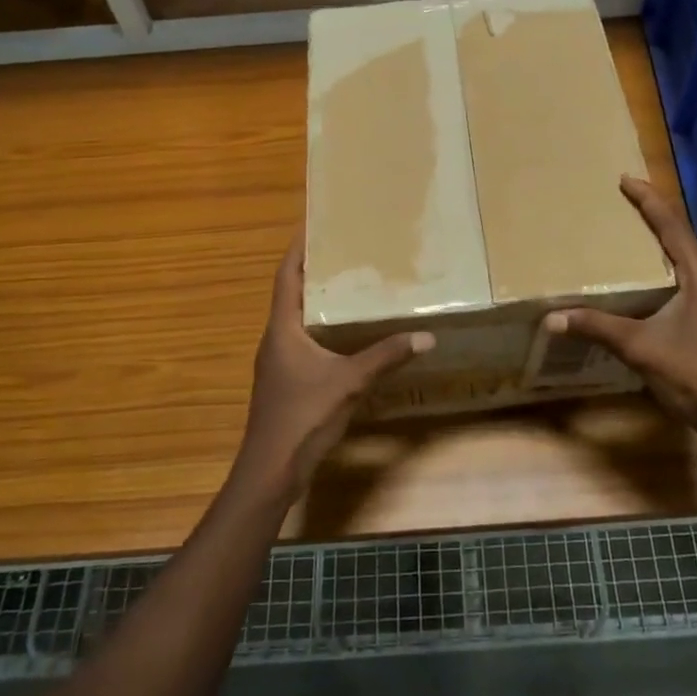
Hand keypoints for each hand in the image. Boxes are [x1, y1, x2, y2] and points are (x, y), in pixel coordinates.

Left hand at [234, 235, 432, 502]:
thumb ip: (386, 357)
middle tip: (344, 253)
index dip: (298, 251)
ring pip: (297, 321)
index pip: (286, 277)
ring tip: (349, 287)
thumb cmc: (303, 417)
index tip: (312, 226)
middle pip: (291, 295)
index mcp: (283, 330)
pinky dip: (322, 330)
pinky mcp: (285, 382)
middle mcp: (276, 340)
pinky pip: (303, 342)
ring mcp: (278, 363)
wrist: (271, 469)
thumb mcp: (350, 383)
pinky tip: (346, 336)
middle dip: (315, 273)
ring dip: (318, 303)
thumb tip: (425, 336)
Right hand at [547, 177, 696, 439]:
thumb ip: (598, 327)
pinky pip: (685, 278)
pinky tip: (646, 280)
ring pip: (685, 259)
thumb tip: (553, 318)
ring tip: (632, 233)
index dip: (648, 200)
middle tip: (625, 200)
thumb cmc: (692, 373)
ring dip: (661, 241)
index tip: (626, 179)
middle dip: (653, 215)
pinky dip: (664, 267)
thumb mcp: (640, 347)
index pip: (672, 226)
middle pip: (681, 236)